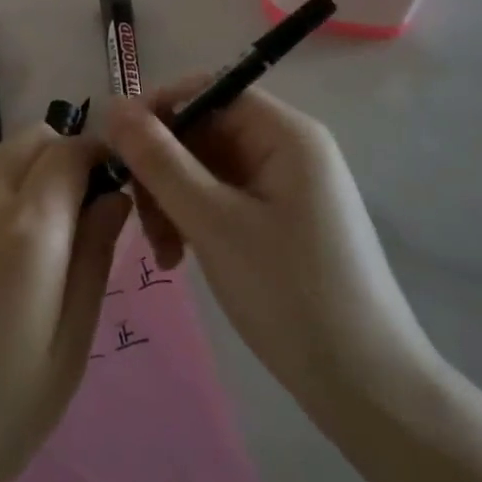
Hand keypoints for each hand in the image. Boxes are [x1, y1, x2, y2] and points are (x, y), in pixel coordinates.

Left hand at [0, 123, 130, 481]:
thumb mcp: (65, 350)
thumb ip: (93, 261)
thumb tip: (113, 198)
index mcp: (29, 225)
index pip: (73, 150)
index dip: (101, 160)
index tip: (113, 196)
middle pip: (32, 139)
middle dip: (64, 160)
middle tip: (76, 224)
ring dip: (28, 176)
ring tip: (34, 250)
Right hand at [103, 79, 441, 440]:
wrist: (369, 391)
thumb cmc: (290, 295)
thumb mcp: (212, 222)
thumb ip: (158, 160)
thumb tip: (112, 105)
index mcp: (286, 133)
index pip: (208, 90)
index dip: (158, 110)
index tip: (116, 149)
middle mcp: (290, 148)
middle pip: (205, 131)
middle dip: (163, 168)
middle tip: (139, 218)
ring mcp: (289, 187)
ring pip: (209, 168)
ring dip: (174, 199)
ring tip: (163, 252)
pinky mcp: (285, 220)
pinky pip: (225, 198)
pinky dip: (196, 219)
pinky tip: (181, 257)